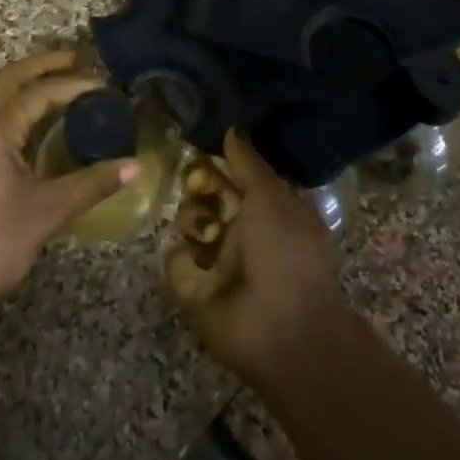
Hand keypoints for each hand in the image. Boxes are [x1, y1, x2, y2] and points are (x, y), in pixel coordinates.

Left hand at [0, 50, 137, 328]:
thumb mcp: (47, 212)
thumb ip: (92, 184)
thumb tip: (137, 165)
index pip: (38, 94)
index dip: (73, 85)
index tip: (106, 86)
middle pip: (8, 81)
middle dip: (40, 65)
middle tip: (75, 58)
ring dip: (27, 86)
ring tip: (63, 82)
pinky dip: (21, 109)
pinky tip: (43, 124)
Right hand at [165, 131, 349, 386]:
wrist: (281, 330)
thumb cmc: (285, 254)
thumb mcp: (272, 198)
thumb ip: (248, 163)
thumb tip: (231, 129)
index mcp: (266, 208)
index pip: (233, 174)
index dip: (217, 161)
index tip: (200, 148)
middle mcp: (240, 230)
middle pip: (205, 194)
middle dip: (198, 187)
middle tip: (199, 189)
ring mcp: (215, 259)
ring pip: (188, 222)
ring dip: (193, 221)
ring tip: (207, 234)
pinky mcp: (192, 286)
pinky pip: (175, 259)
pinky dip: (184, 259)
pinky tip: (197, 264)